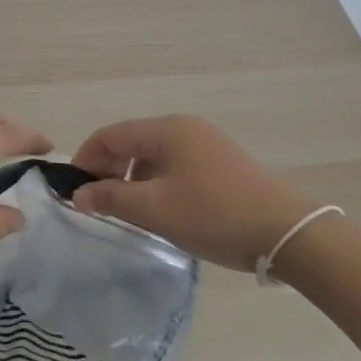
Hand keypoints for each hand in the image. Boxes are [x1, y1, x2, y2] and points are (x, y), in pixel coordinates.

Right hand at [70, 115, 321, 271]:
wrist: (287, 232)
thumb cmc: (214, 215)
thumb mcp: (156, 210)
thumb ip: (111, 199)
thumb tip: (78, 195)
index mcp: (166, 129)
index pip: (110, 135)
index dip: (86, 160)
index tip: (73, 192)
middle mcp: (185, 127)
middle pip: (131, 142)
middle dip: (108, 170)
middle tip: (98, 205)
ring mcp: (206, 144)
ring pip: (153, 156)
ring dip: (133, 180)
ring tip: (128, 213)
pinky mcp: (222, 164)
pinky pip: (175, 166)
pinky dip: (157, 183)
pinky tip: (161, 211)